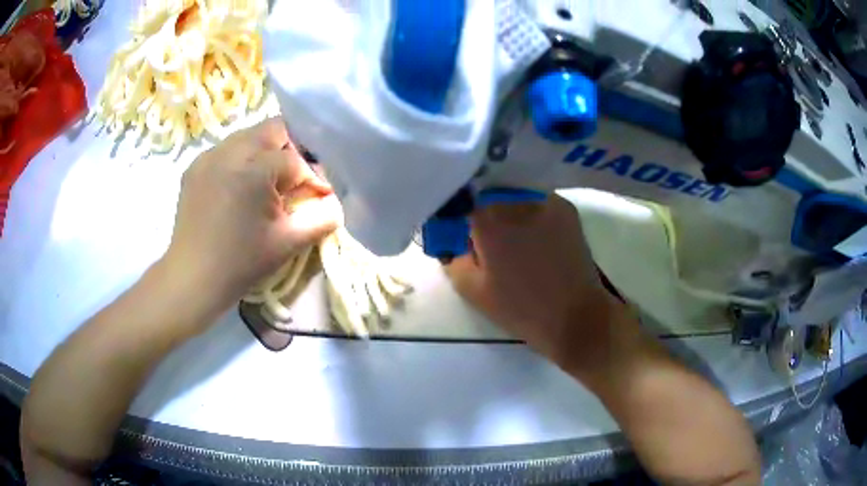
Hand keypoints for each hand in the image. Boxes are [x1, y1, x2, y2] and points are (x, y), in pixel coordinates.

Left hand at [165, 118, 340, 304]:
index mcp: (253, 169)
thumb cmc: (241, 264)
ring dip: (265, 152)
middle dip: (291, 150)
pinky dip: (241, 160)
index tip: (317, 196)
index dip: (310, 176)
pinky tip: (240, 187)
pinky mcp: (195, 166)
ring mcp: (208, 156)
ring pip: (248, 136)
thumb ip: (322, 218)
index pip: (295, 159)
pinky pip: (227, 150)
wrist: (192, 278)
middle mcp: (229, 152)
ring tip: (266, 183)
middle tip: (293, 181)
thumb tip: (334, 202)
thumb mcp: (289, 243)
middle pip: (273, 130)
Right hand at [446, 194, 624, 370]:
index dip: (457, 218)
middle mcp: (516, 200)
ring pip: (513, 196)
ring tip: (512, 239)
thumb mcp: (472, 290)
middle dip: (482, 213)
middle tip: (485, 240)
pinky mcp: (566, 208)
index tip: (459, 235)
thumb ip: (452, 259)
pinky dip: (529, 213)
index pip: (460, 203)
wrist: (577, 317)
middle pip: (488, 195)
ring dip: (507, 211)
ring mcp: (545, 200)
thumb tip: (450, 241)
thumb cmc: (521, 308)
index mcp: (489, 219)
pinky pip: (537, 202)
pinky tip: (534, 236)